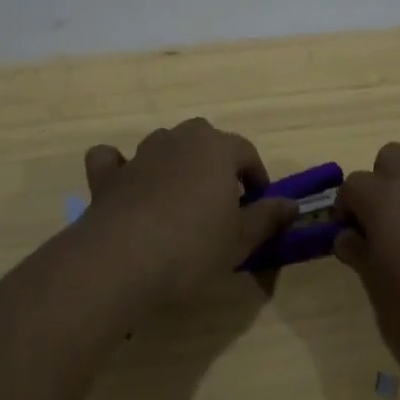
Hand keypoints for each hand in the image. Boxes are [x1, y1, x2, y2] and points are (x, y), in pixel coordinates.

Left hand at [76, 118, 297, 302]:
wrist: (122, 260)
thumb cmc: (193, 247)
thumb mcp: (241, 239)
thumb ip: (267, 217)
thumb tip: (292, 204)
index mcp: (217, 148)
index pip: (246, 152)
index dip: (256, 177)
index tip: (259, 204)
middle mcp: (180, 139)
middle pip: (205, 139)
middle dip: (216, 162)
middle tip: (221, 200)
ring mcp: (141, 153)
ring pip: (164, 144)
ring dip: (174, 163)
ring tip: (180, 199)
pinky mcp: (108, 175)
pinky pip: (113, 159)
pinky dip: (120, 167)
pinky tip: (125, 186)